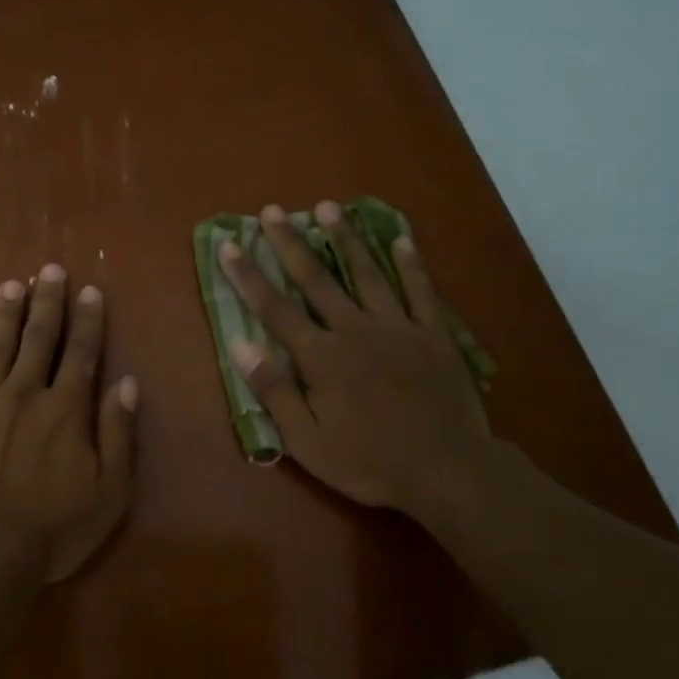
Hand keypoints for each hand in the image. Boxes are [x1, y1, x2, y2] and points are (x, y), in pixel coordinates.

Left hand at [0, 265, 140, 582]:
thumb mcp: (109, 491)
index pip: (81, 352)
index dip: (87, 319)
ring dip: (6, 313)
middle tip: (49, 268)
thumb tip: (128, 382)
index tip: (89, 289)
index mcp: (66, 408)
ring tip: (11, 284)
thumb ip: (119, 433)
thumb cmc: (51, 529)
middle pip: (38, 337)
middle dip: (46, 301)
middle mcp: (24, 393)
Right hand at [219, 202, 489, 515]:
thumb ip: (274, 391)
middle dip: (290, 243)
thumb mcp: (309, 441)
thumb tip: (240, 344)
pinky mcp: (434, 335)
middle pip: (317, 279)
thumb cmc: (371, 462)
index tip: (229, 244)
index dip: (248, 275)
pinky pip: (421, 290)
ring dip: (345, 239)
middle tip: (272, 211)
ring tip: (328, 206)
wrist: (449, 472)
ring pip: (367, 273)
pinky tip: (401, 238)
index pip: (275, 309)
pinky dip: (411, 263)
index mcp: (322, 357)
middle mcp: (356, 330)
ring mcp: (399, 328)